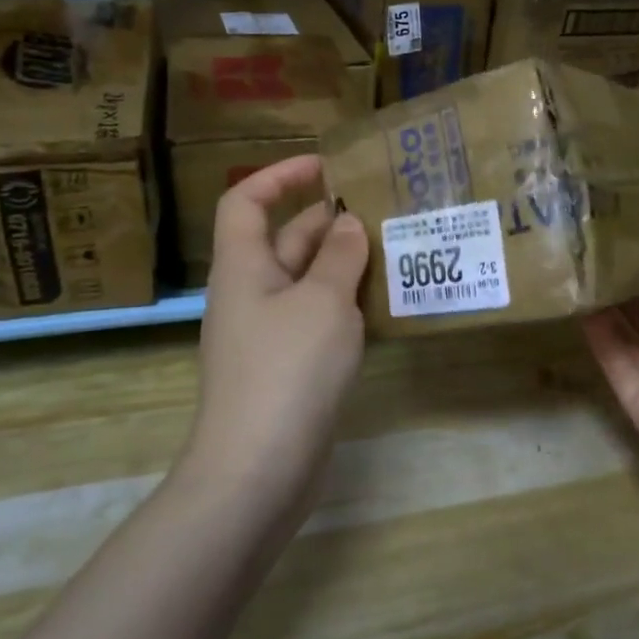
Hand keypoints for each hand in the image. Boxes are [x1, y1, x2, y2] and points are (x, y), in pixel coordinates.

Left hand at [184, 155, 368, 516]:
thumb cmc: (286, 370)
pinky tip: (383, 306)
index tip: (327, 166)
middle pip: (285, 239)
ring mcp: (268, 334)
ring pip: (306, 281)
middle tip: (383, 212)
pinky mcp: (287, 367)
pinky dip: (344, 304)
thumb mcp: (322, 302)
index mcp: (243, 267)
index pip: (246, 201)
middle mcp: (251, 293)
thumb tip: (348, 223)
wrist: (257, 471)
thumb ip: (339, 257)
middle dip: (329, 221)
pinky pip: (316, 318)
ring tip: (395, 251)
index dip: (280, 175)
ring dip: (343, 264)